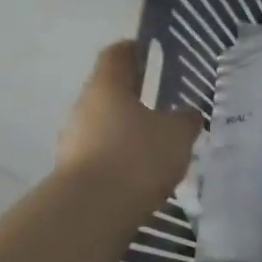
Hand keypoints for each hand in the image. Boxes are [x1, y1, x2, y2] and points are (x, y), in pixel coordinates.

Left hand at [56, 41, 202, 211]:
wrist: (91, 212)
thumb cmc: (137, 156)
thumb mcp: (177, 134)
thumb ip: (186, 119)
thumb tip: (187, 114)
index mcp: (107, 86)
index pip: (116, 55)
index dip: (133, 49)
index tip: (149, 51)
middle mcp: (84, 107)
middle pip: (109, 92)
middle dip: (134, 96)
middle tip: (163, 103)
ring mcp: (73, 141)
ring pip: (104, 125)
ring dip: (127, 130)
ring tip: (157, 144)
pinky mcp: (74, 173)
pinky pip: (102, 155)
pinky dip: (121, 158)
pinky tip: (143, 173)